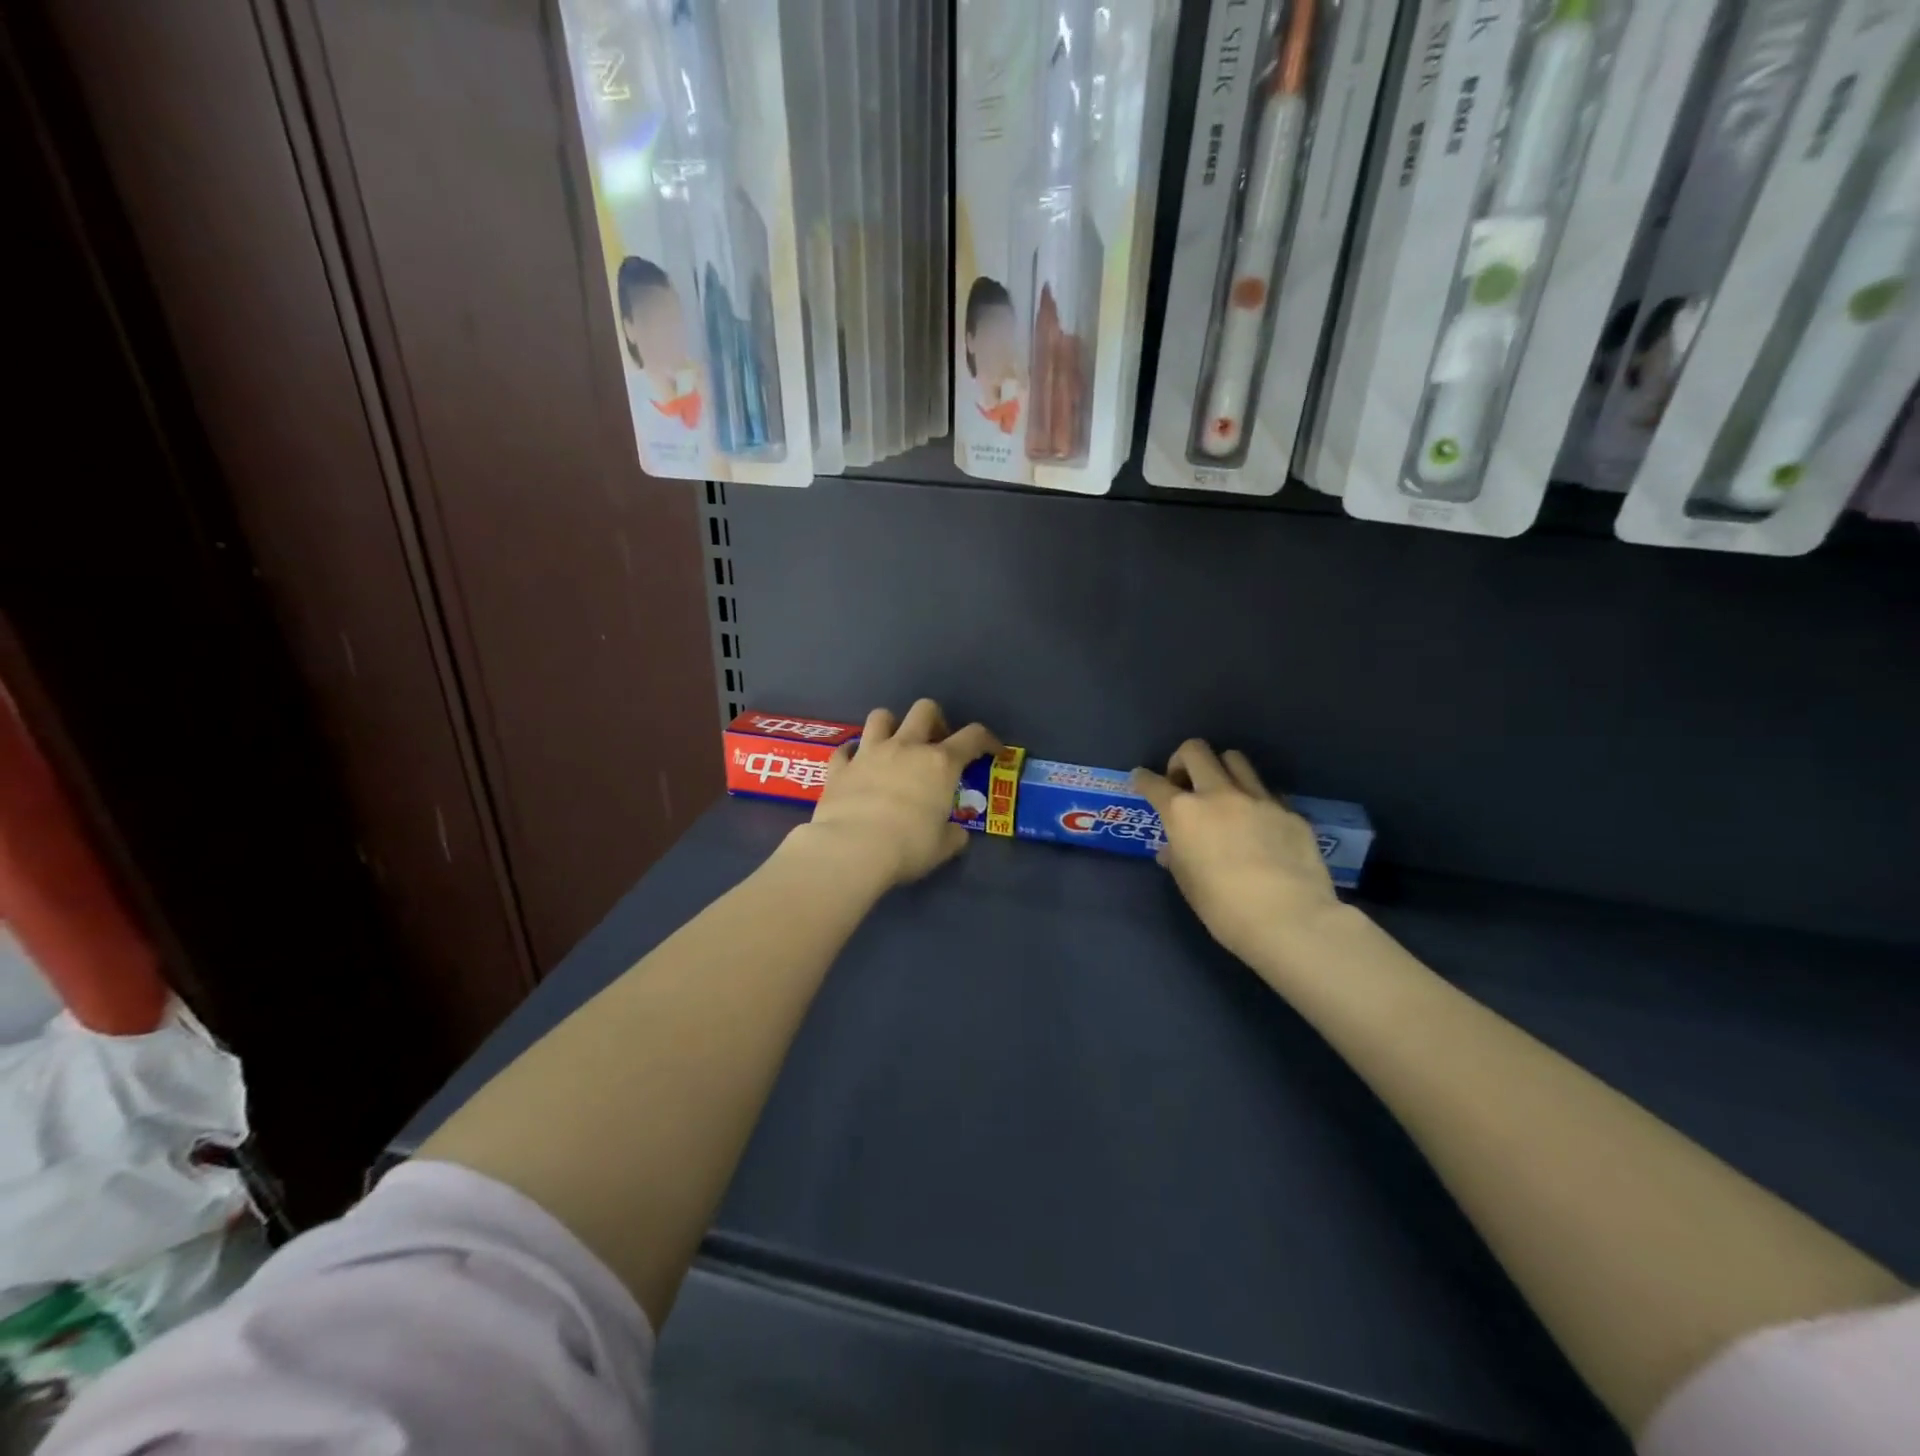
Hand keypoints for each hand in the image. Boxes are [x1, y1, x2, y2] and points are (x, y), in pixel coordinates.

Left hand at [790, 700, 998, 889]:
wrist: (851, 849)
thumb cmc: (907, 847)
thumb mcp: (942, 847)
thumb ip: (953, 834)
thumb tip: (956, 833)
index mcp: (940, 764)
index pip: (973, 736)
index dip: (988, 739)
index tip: (993, 750)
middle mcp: (906, 748)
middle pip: (924, 709)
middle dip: (935, 721)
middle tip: (936, 745)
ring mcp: (869, 753)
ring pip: (880, 716)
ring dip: (891, 726)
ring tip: (894, 747)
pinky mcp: (839, 767)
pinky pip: (845, 749)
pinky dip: (852, 754)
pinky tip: (855, 765)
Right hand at [1132, 740, 1337, 965]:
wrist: (1289, 919)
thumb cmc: (1224, 908)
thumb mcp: (1188, 883)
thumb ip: (1177, 857)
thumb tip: (1171, 849)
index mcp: (1184, 813)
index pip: (1153, 783)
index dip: (1142, 779)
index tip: (1141, 779)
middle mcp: (1218, 794)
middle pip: (1196, 751)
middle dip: (1182, 760)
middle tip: (1183, 783)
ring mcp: (1258, 798)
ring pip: (1235, 759)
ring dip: (1221, 769)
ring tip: (1222, 793)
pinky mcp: (1289, 811)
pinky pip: (1266, 791)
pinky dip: (1254, 799)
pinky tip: (1258, 824)